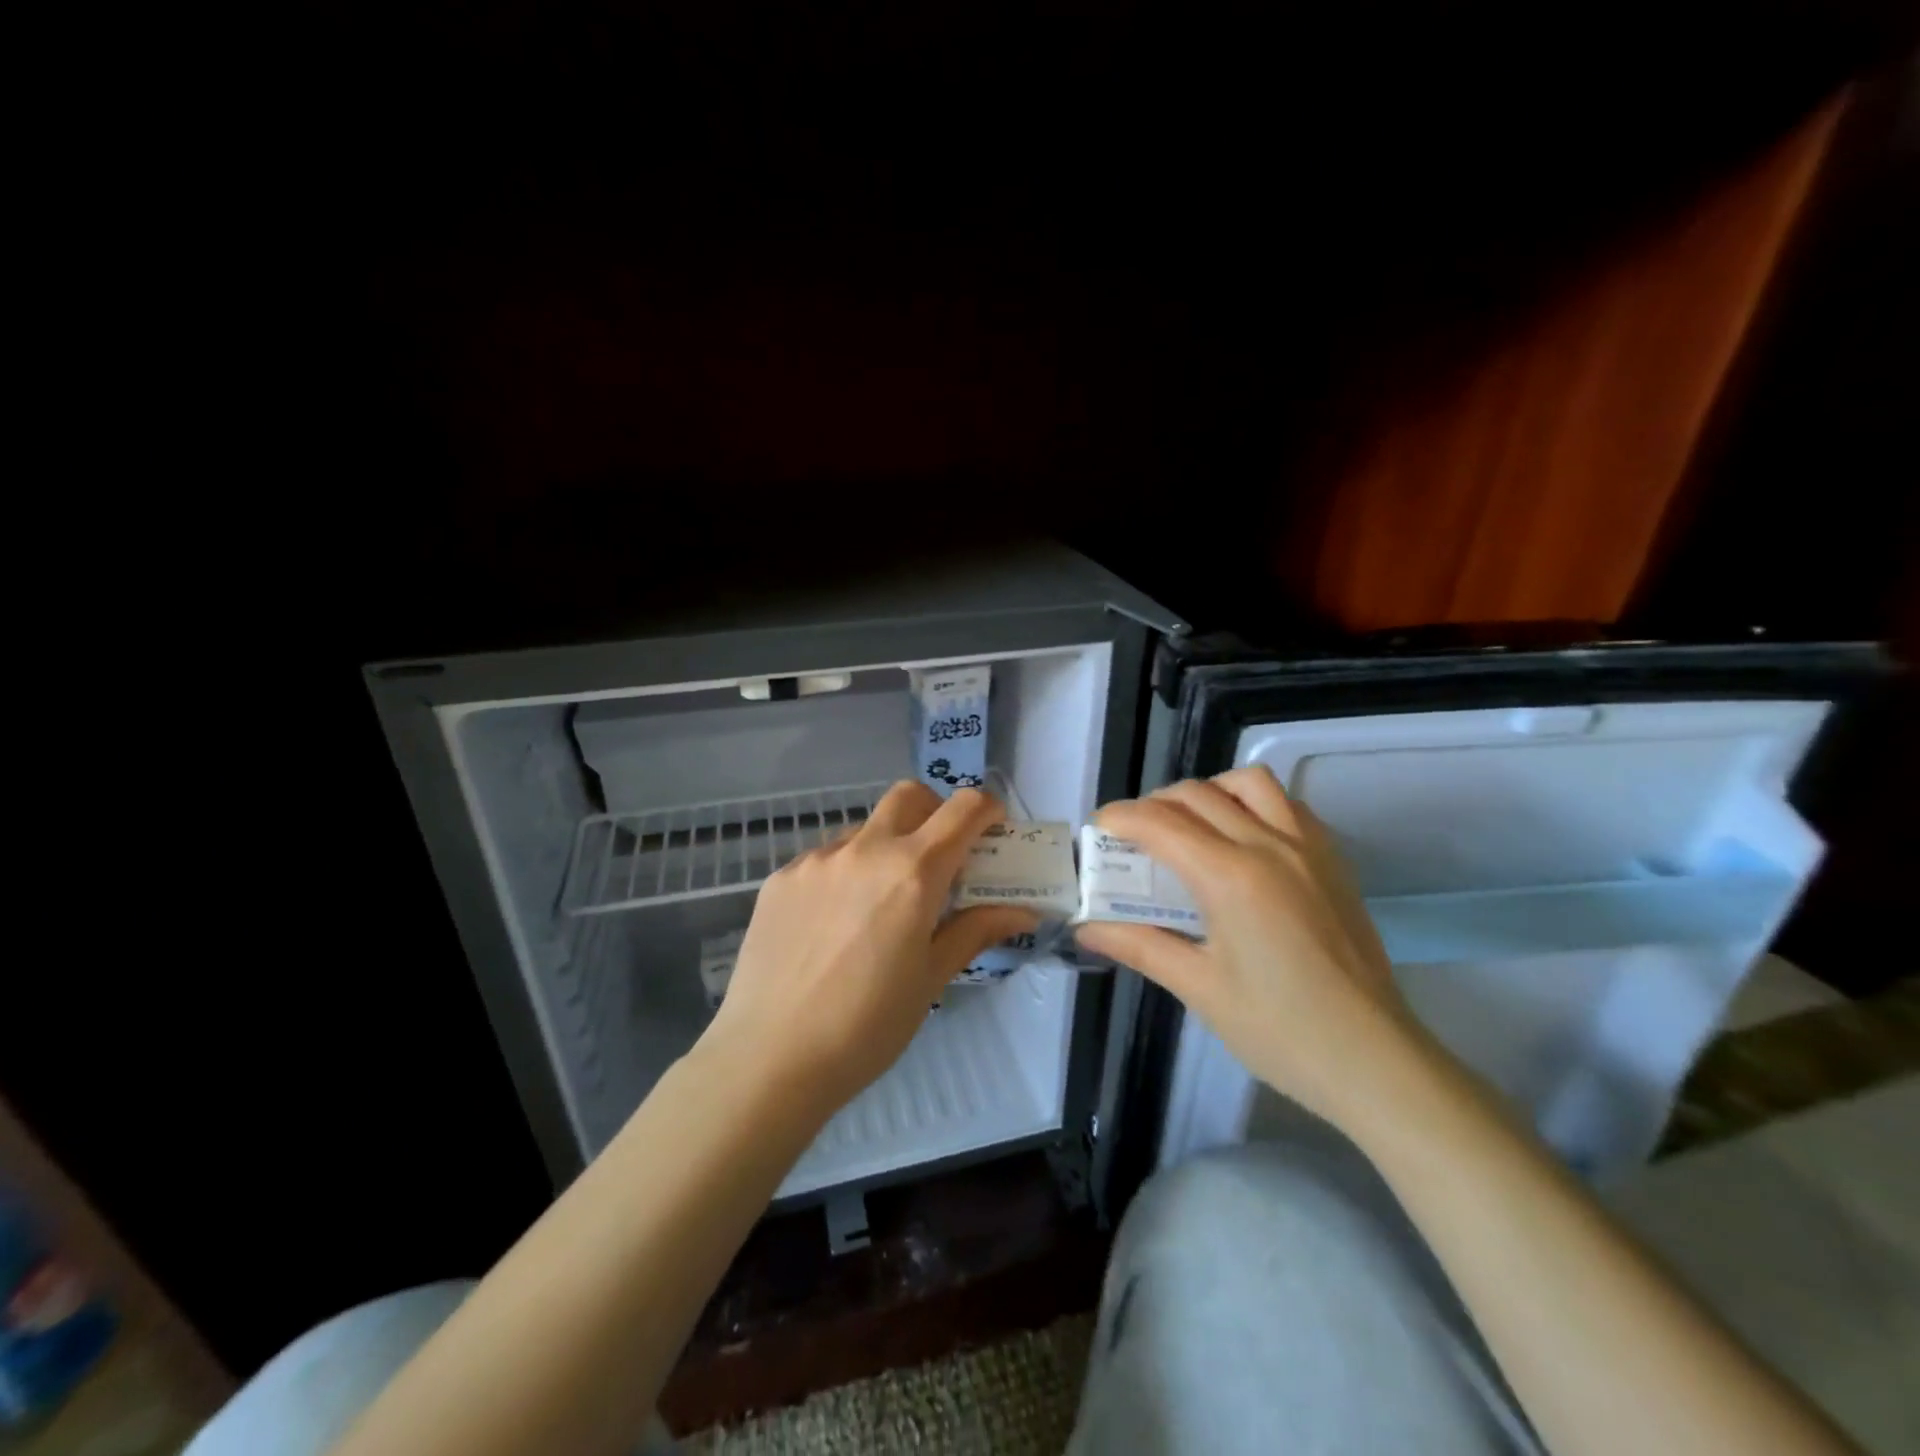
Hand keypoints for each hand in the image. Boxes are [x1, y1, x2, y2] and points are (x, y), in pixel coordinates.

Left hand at [706, 782, 1038, 1118]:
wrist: (770, 1058)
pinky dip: (844, 874)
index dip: (987, 809)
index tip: (993, 829)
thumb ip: (976, 931)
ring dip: (885, 847)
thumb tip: (1022, 911)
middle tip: (940, 856)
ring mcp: (816, 859)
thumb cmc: (867, 1026)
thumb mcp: (931, 978)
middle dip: (934, 811)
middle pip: (909, 796)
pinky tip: (833, 924)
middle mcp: (864, 849)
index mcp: (912, 872)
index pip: (963, 809)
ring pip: (863, 829)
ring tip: (878, 904)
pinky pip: (824, 859)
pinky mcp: (780, 878)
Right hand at [1073, 765, 1423, 1128]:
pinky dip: (1251, 804)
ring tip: (1190, 827)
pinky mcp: (1333, 860)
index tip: (1098, 830)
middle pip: (1197, 794)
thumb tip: (1086, 929)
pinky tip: (1241, 841)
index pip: (1161, 824)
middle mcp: (1270, 846)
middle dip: (1154, 805)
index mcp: (1231, 877)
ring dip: (1208, 792)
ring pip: (1249, 783)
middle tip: (1134, 839)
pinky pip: (1287, 804)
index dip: (1121, 818)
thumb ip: (1139, 945)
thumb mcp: (1199, 988)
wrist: (1375, 1060)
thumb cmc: (1280, 1031)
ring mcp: (1308, 848)